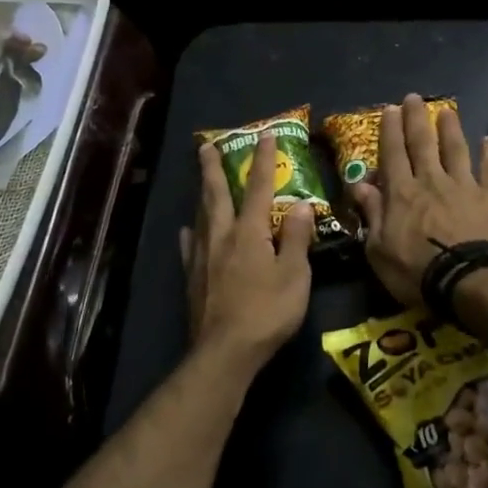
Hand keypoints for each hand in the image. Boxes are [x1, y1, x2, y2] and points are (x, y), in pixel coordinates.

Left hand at [179, 132, 314, 372]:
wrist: (225, 352)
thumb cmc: (267, 312)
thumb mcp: (294, 275)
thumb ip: (296, 238)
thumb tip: (299, 204)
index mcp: (249, 232)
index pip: (258, 188)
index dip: (263, 161)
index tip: (265, 135)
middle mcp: (221, 237)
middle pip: (216, 195)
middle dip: (213, 168)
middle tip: (207, 146)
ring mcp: (202, 257)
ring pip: (201, 216)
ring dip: (203, 193)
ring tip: (201, 179)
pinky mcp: (193, 278)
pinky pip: (190, 245)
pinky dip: (191, 232)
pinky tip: (188, 230)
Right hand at [351, 94, 487, 307]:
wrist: (472, 280)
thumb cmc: (418, 272)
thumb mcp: (379, 251)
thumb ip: (372, 215)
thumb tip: (360, 186)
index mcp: (401, 194)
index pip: (393, 155)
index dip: (390, 131)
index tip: (390, 109)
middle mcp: (431, 181)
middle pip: (422, 144)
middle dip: (415, 119)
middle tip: (413, 98)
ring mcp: (464, 186)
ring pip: (455, 149)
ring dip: (450, 129)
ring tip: (446, 111)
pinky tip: (487, 141)